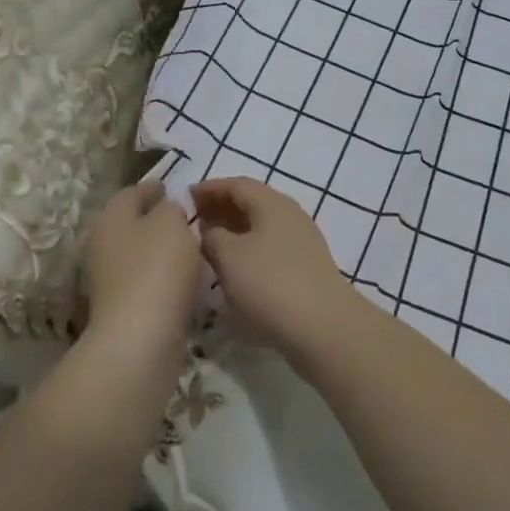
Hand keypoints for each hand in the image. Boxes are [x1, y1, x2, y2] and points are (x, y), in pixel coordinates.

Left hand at [81, 183, 201, 368]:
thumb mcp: (171, 223)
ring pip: (137, 253)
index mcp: (110, 217)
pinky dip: (160, 276)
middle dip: (154, 219)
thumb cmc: (156, 269)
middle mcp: (101, 244)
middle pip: (130, 223)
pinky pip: (143, 281)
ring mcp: (107, 279)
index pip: (132, 192)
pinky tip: (181, 279)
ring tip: (188, 248)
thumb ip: (171, 208)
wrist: (139, 339)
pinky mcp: (119, 308)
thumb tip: (167, 210)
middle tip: (184, 218)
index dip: (153, 187)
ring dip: (158, 250)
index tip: (173, 188)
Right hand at [191, 178, 353, 361]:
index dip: (210, 188)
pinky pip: (271, 246)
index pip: (237, 184)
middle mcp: (290, 215)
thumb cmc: (269, 284)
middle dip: (222, 207)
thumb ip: (212, 237)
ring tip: (211, 243)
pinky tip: (237, 267)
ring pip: (262, 226)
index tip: (186, 196)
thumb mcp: (229, 257)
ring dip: (235, 230)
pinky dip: (249, 248)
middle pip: (252, 202)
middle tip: (196, 219)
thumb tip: (211, 231)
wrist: (323, 326)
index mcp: (272, 203)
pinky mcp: (306, 267)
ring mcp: (302, 241)